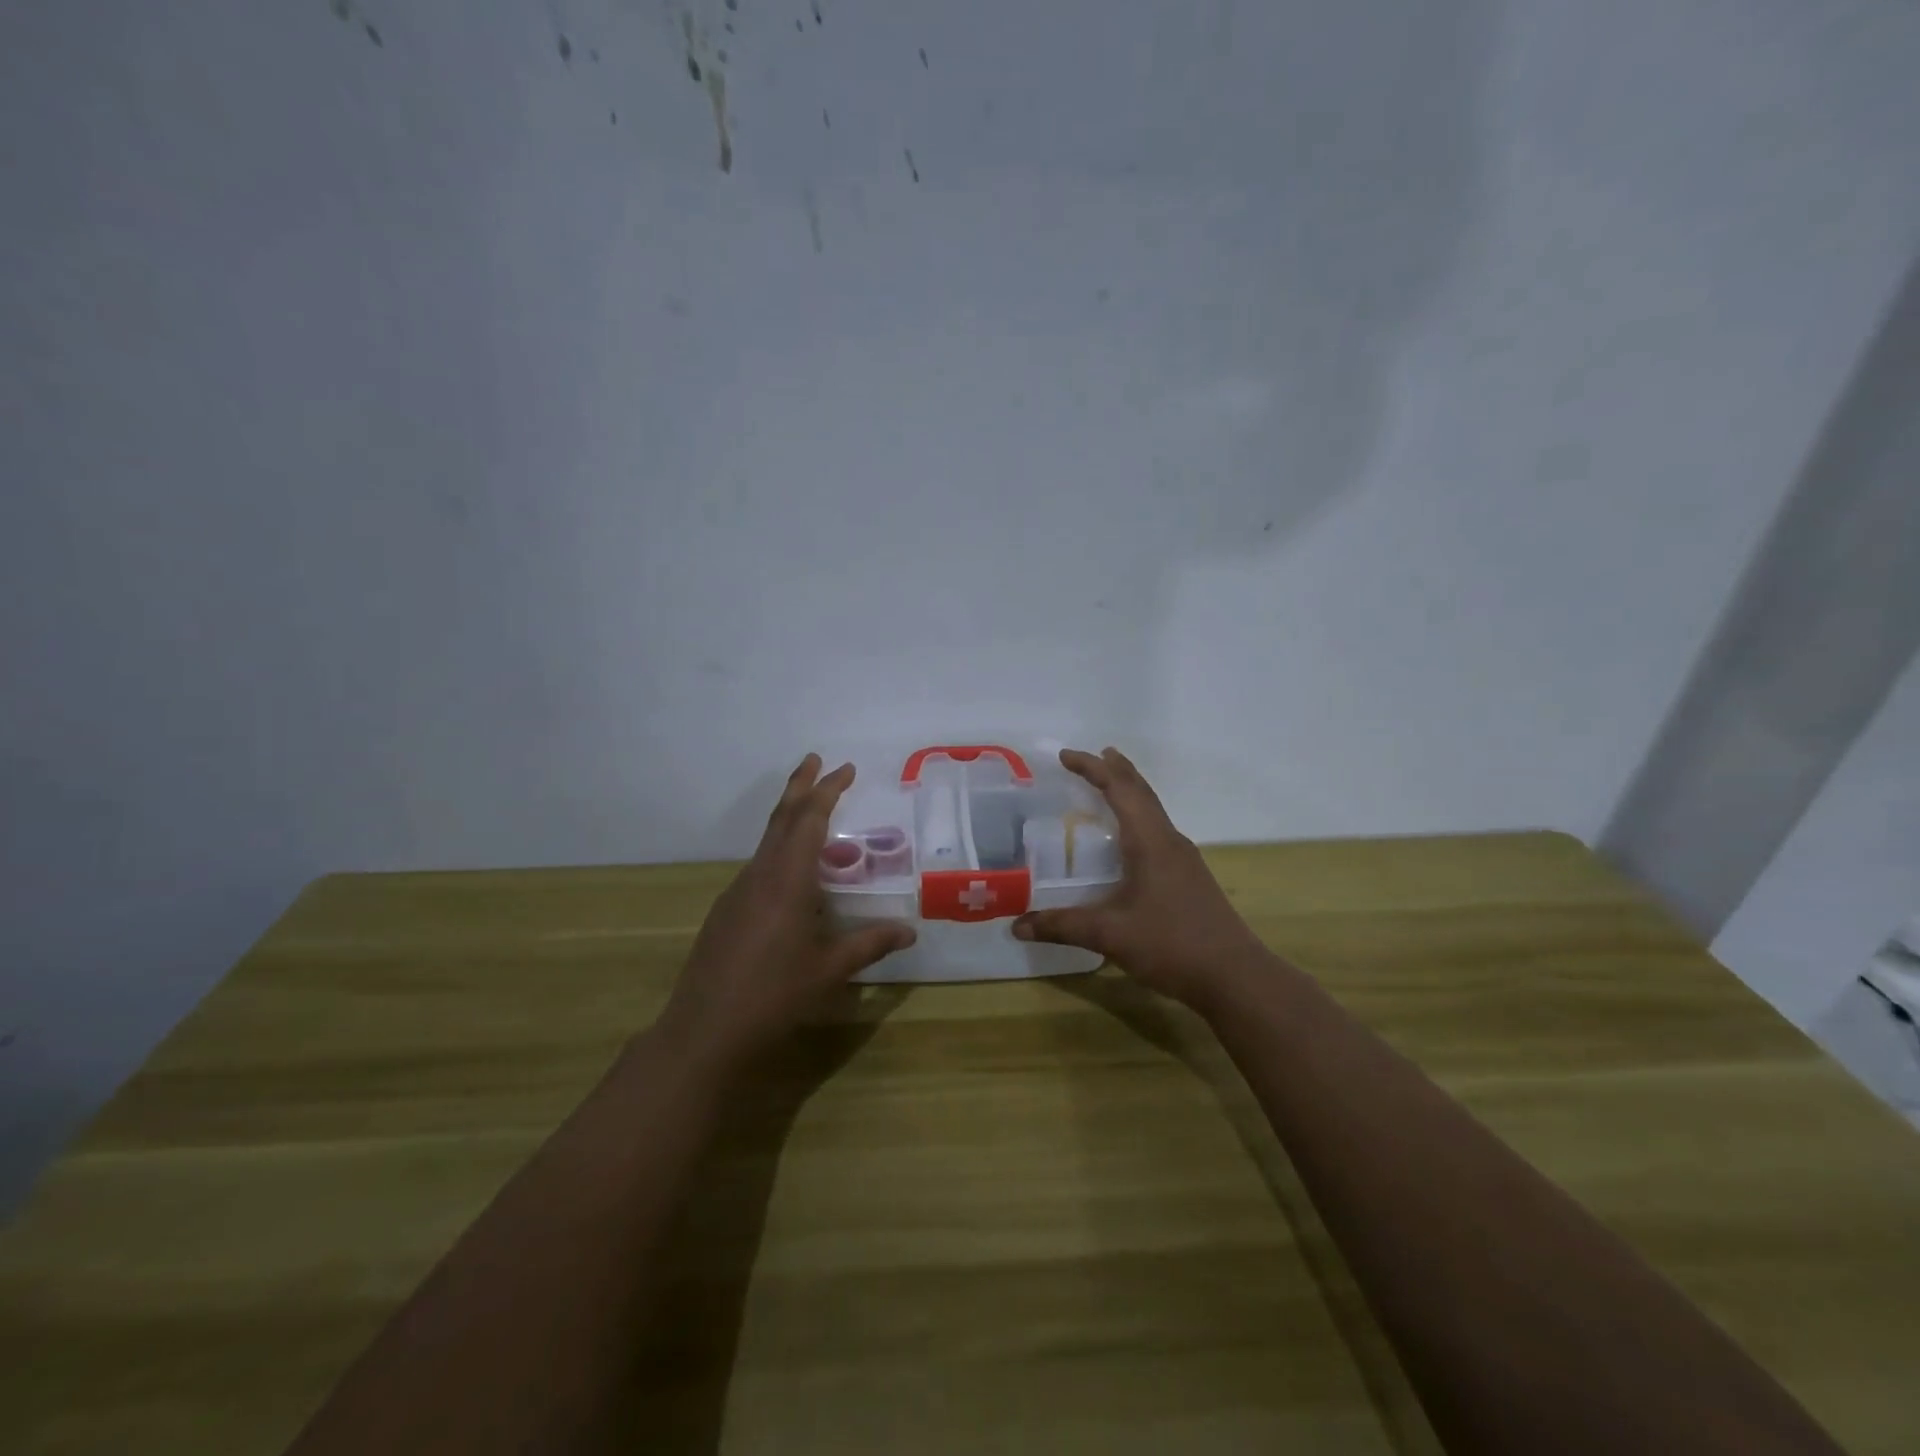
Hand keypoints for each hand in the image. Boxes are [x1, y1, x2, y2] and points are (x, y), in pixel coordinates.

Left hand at [659, 755, 915, 1072]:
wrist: (704, 1031)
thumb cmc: (773, 995)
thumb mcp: (829, 970)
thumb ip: (869, 945)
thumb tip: (910, 931)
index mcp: (786, 880)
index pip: (809, 820)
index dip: (827, 790)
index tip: (845, 768)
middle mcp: (759, 875)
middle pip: (781, 817)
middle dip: (801, 786)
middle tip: (817, 760)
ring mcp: (737, 892)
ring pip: (767, 841)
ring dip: (790, 818)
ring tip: (814, 814)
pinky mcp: (726, 911)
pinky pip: (759, 866)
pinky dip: (780, 850)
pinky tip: (793, 876)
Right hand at [1013, 747, 1270, 1010]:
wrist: (1235, 976)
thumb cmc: (1172, 944)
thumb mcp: (1110, 935)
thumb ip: (1063, 926)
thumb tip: (1017, 926)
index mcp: (1150, 841)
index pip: (1119, 790)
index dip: (1092, 768)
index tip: (1065, 756)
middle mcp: (1169, 841)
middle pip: (1141, 792)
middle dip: (1116, 770)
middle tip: (1094, 756)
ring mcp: (1184, 859)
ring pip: (1153, 811)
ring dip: (1131, 793)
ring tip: (1109, 786)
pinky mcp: (1189, 877)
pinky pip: (1158, 831)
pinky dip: (1138, 818)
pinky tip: (1130, 841)